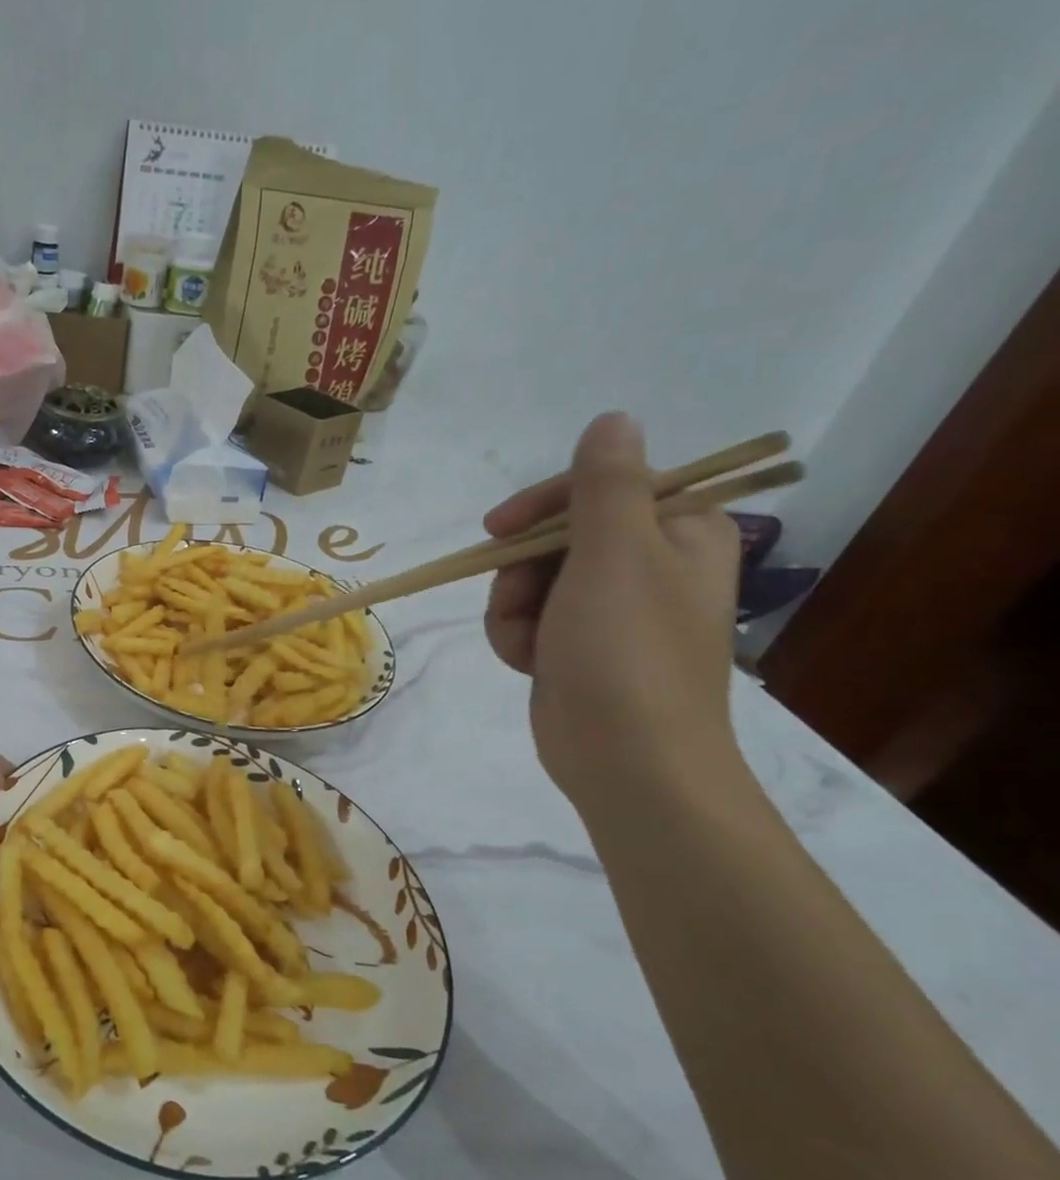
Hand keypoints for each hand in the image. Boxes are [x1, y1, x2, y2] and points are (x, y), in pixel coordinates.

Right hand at [483, 412, 742, 812]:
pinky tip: (529, 663)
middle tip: (521, 600)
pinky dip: (517, 637)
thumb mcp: (613, 555)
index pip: (602, 487)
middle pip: (557, 536)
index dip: (544, 505)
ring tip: (529, 645)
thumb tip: (615, 418)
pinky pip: (529, 618)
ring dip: (513, 609)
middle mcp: (651, 565)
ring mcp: (613, 610)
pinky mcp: (580, 646)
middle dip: (523, 572)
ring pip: (532, 580)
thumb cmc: (625, 652)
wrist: (627, 761)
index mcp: (681, 532)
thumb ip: (607, 484)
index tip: (498, 529)